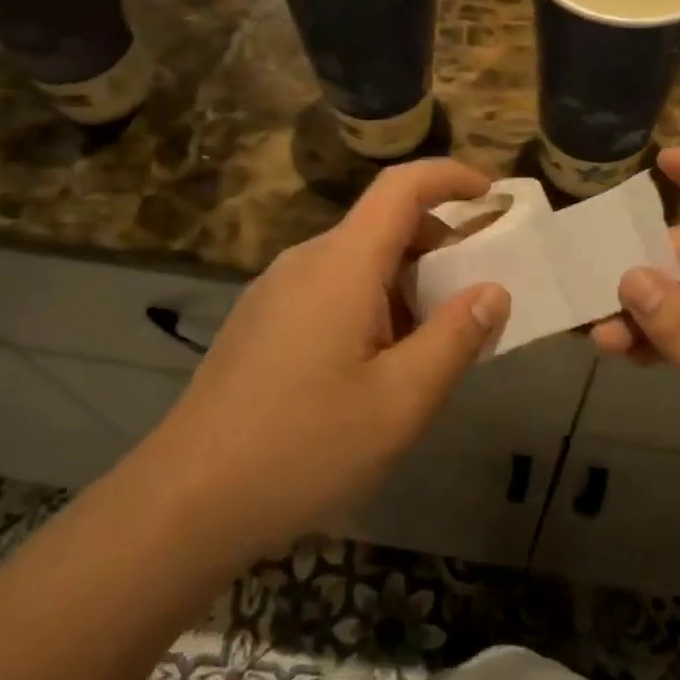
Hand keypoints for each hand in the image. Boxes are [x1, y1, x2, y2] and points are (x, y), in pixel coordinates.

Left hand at [146, 160, 509, 562]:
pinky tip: (375, 368)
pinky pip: (329, 290)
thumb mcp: (400, 402)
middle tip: (474, 301)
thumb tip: (493, 291)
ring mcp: (275, 290)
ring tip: (429, 348)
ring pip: (357, 262)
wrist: (185, 502)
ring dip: (405, 284)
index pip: (401, 187)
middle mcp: (305, 261)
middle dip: (438, 247)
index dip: (451, 177)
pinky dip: (371, 304)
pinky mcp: (260, 321)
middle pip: (382, 225)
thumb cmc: (304, 448)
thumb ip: (455, 339)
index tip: (492, 197)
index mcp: (342, 264)